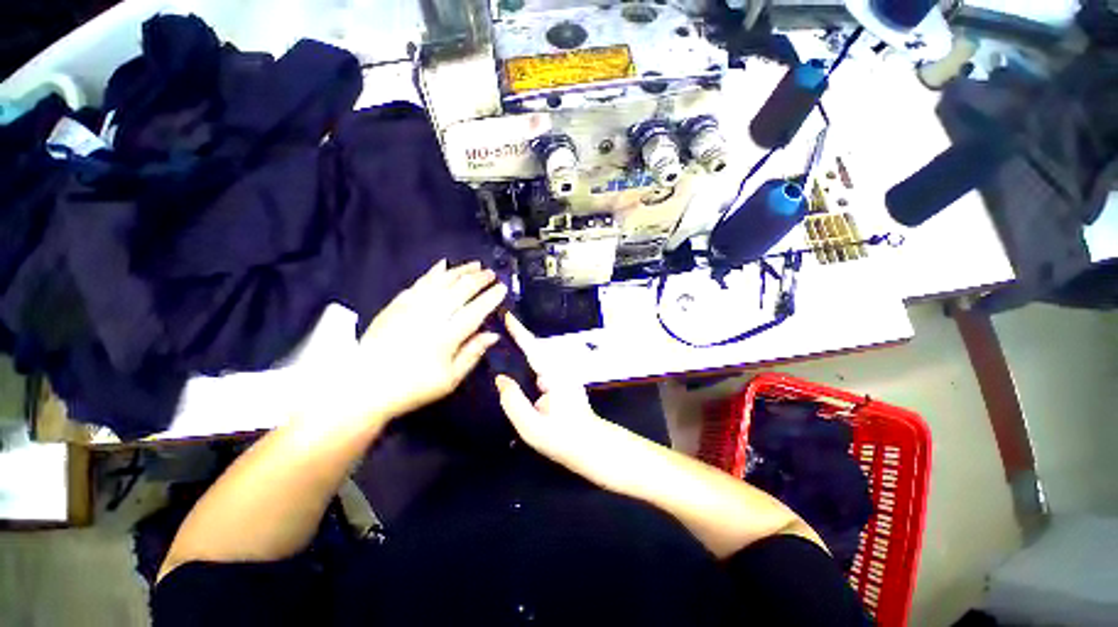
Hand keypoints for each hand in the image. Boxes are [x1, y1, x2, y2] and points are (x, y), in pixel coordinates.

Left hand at [353, 259, 507, 422]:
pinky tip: (442, 265)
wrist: (364, 386)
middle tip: (491, 273)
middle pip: (459, 290)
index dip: (491, 297)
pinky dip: (433, 273)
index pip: (475, 310)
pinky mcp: (396, 304)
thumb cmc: (412, 387)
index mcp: (447, 336)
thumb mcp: (449, 380)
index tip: (502, 288)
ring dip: (460, 270)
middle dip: (478, 279)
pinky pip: (419, 283)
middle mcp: (431, 315)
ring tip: (474, 264)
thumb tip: (493, 335)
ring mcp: (411, 307)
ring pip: (440, 281)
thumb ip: (472, 354)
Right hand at [495, 312, 605, 458]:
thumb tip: (501, 379)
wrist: (593, 447)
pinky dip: (528, 362)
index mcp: (553, 375)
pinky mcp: (562, 382)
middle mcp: (559, 370)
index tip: (506, 315)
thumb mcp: (532, 427)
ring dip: (522, 349)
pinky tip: (516, 365)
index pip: (532, 348)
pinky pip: (541, 368)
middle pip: (534, 349)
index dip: (518, 331)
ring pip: (538, 358)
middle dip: (518, 337)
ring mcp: (562, 375)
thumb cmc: (564, 439)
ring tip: (502, 342)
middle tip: (496, 327)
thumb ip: (513, 402)